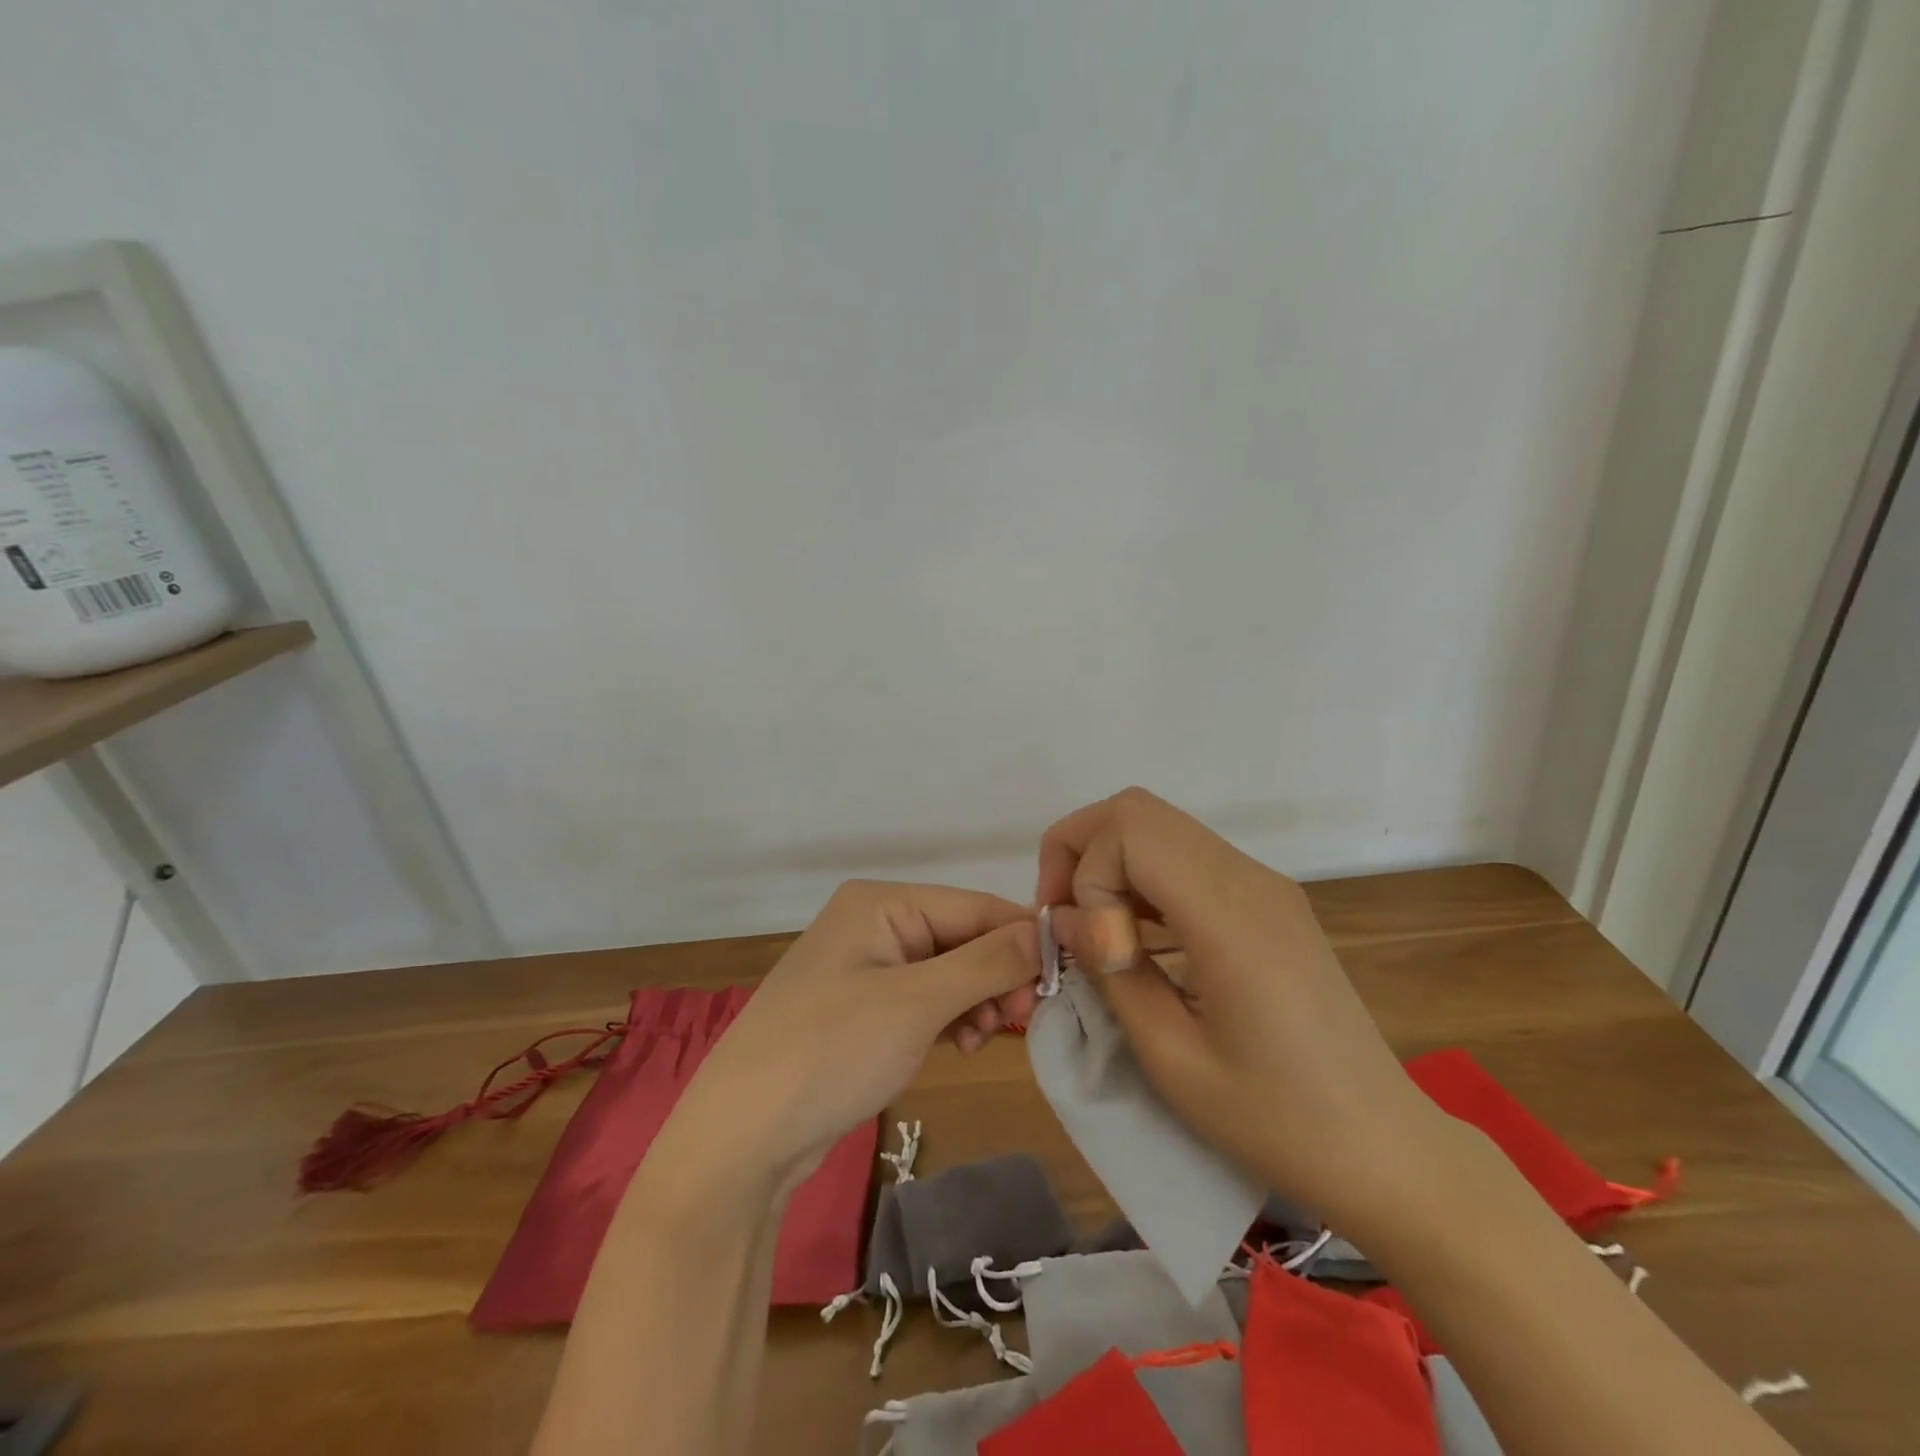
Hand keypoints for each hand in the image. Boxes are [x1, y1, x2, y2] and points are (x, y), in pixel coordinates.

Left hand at [658, 881, 1039, 1180]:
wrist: (742, 1136)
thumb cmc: (832, 1051)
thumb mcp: (917, 1002)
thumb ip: (988, 962)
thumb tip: (1049, 931)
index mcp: (881, 902)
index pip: (974, 905)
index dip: (1022, 938)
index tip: (1062, 981)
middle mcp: (874, 922)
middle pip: (962, 937)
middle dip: (997, 976)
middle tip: (1019, 1021)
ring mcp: (866, 966)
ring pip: (948, 971)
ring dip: (976, 1001)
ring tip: (981, 1040)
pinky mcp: (863, 1007)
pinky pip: (925, 999)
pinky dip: (950, 1018)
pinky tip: (958, 1045)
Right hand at [1037, 788, 1444, 1223]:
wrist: (1380, 1146)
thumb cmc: (1273, 1120)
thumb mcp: (1170, 1058)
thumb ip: (1110, 972)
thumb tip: (1069, 919)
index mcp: (1229, 916)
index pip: (1131, 831)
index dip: (1087, 876)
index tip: (1090, 948)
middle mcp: (1249, 879)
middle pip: (1139, 810)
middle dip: (1082, 851)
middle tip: (1068, 918)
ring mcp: (1264, 884)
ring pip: (1160, 826)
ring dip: (1111, 862)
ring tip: (1096, 931)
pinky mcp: (1269, 899)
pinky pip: (1187, 856)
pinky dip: (1143, 877)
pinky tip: (1136, 936)